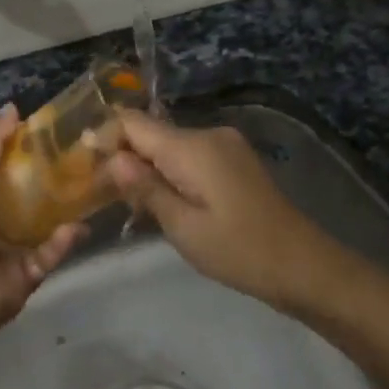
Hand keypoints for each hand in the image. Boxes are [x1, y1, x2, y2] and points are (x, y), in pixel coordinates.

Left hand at [0, 105, 83, 335]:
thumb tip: (13, 107)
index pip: (2, 166)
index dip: (26, 149)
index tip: (57, 133)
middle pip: (27, 194)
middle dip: (54, 180)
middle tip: (88, 160)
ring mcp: (9, 250)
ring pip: (44, 225)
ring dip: (65, 210)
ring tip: (96, 189)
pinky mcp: (27, 276)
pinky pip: (49, 254)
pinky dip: (62, 242)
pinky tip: (77, 228)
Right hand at [108, 111, 341, 308]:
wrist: (304, 265)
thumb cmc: (239, 250)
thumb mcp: (183, 226)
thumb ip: (145, 188)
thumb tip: (112, 159)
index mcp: (193, 146)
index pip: (133, 122)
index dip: (106, 139)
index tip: (84, 167)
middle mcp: (209, 135)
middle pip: (151, 133)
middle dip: (125, 158)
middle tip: (101, 194)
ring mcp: (225, 146)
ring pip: (170, 146)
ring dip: (148, 169)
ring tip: (130, 204)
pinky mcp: (235, 161)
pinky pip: (191, 157)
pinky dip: (171, 174)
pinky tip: (164, 203)